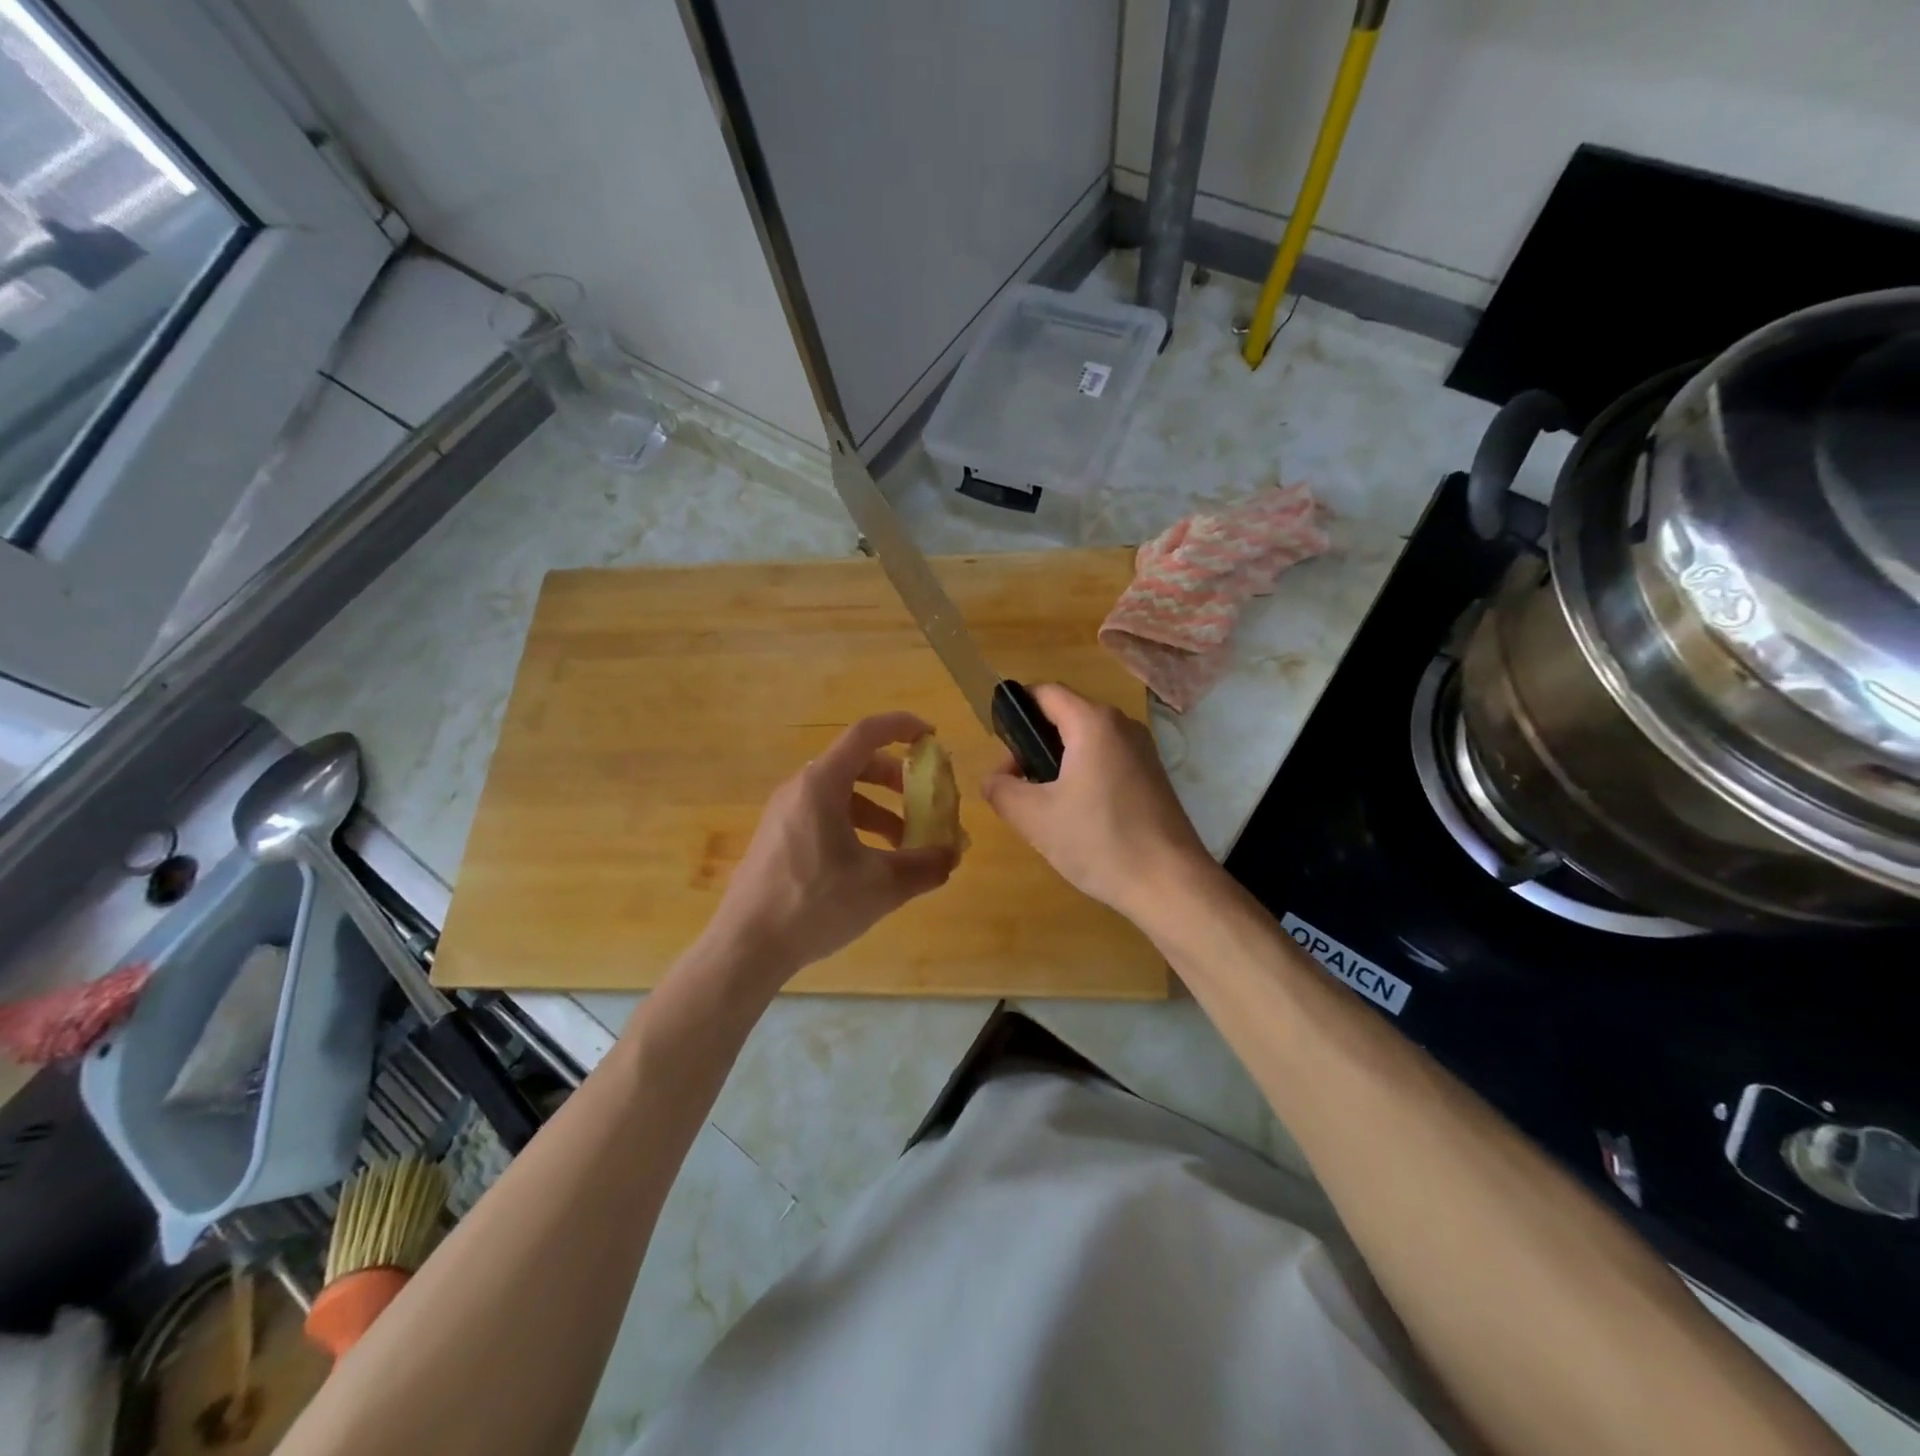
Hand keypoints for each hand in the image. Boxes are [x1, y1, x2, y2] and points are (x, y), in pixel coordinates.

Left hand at [707, 712, 955, 985]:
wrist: (746, 946)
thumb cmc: (814, 904)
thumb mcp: (881, 886)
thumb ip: (925, 866)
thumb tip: (952, 855)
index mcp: (822, 784)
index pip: (866, 733)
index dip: (902, 727)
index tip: (931, 738)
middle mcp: (800, 789)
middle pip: (856, 764)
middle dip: (896, 779)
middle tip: (923, 800)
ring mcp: (784, 814)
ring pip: (841, 795)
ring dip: (878, 810)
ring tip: (904, 845)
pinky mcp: (777, 839)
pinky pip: (823, 816)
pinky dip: (855, 827)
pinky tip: (869, 865)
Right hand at [981, 684, 1213, 919]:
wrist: (1170, 884)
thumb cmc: (1099, 841)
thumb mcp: (1034, 818)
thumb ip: (1002, 789)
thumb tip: (995, 778)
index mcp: (1093, 722)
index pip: (1044, 692)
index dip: (1015, 712)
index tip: (1000, 749)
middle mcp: (1122, 725)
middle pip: (1065, 715)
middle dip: (1034, 744)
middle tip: (1018, 785)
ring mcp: (1143, 750)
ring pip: (1086, 740)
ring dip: (1058, 763)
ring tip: (1044, 804)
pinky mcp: (1153, 776)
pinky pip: (1107, 760)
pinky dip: (1084, 775)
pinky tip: (1078, 816)